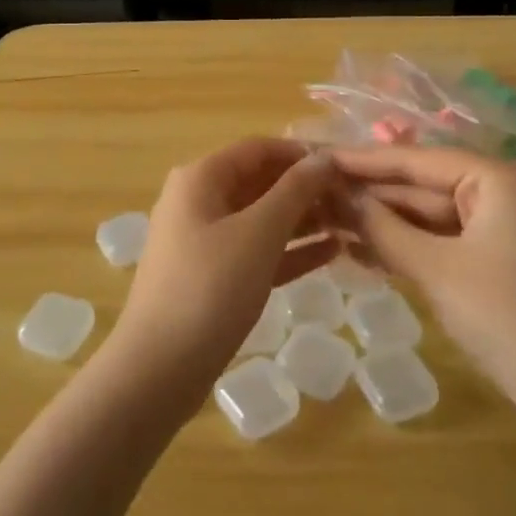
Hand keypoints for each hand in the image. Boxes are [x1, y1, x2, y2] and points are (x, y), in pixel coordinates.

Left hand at [107, 139, 337, 400]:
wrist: (161, 367)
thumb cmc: (211, 287)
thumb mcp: (258, 233)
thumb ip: (294, 191)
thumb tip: (323, 158)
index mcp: (201, 178)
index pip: (258, 148)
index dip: (301, 153)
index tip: (345, 165)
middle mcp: (199, 200)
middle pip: (260, 181)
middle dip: (306, 188)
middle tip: (355, 199)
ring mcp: (204, 240)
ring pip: (261, 218)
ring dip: (304, 219)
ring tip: (352, 224)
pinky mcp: (213, 276)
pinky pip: (258, 250)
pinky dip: (291, 250)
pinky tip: (333, 253)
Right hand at [331, 146, 515, 426]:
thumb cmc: (506, 317)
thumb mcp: (436, 269)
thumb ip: (383, 228)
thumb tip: (339, 197)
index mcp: (495, 179)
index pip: (416, 160)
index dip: (363, 161)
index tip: (318, 158)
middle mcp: (500, 192)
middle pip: (421, 185)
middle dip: (370, 195)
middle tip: (314, 195)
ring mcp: (499, 227)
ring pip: (428, 215)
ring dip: (383, 223)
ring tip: (326, 221)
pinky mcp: (495, 259)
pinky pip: (441, 241)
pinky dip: (406, 246)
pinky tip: (361, 251)